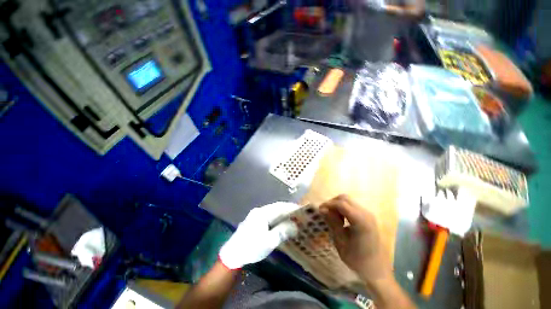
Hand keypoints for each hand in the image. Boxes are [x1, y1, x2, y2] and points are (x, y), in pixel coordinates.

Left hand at [219, 202, 299, 269]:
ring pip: (272, 211)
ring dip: (282, 214)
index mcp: (262, 213)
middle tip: (298, 214)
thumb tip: (295, 225)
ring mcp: (255, 215)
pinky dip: (276, 218)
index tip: (301, 209)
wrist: (232, 255)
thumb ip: (282, 231)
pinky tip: (280, 223)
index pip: (280, 207)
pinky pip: (268, 216)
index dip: (291, 207)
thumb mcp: (269, 241)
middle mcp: (259, 211)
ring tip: (292, 217)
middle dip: (287, 210)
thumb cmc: (251, 248)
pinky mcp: (253, 221)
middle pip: (276, 207)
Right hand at [319, 195, 391, 281]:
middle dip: (333, 203)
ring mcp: (368, 214)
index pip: (341, 204)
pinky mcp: (368, 217)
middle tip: (325, 213)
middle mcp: (366, 213)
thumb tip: (322, 209)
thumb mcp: (340, 241)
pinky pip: (353, 206)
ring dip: (338, 205)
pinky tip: (341, 220)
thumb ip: (332, 222)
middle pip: (345, 198)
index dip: (328, 204)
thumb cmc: (357, 258)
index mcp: (360, 221)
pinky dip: (344, 209)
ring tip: (333, 218)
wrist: (376, 270)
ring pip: (348, 201)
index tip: (320, 210)